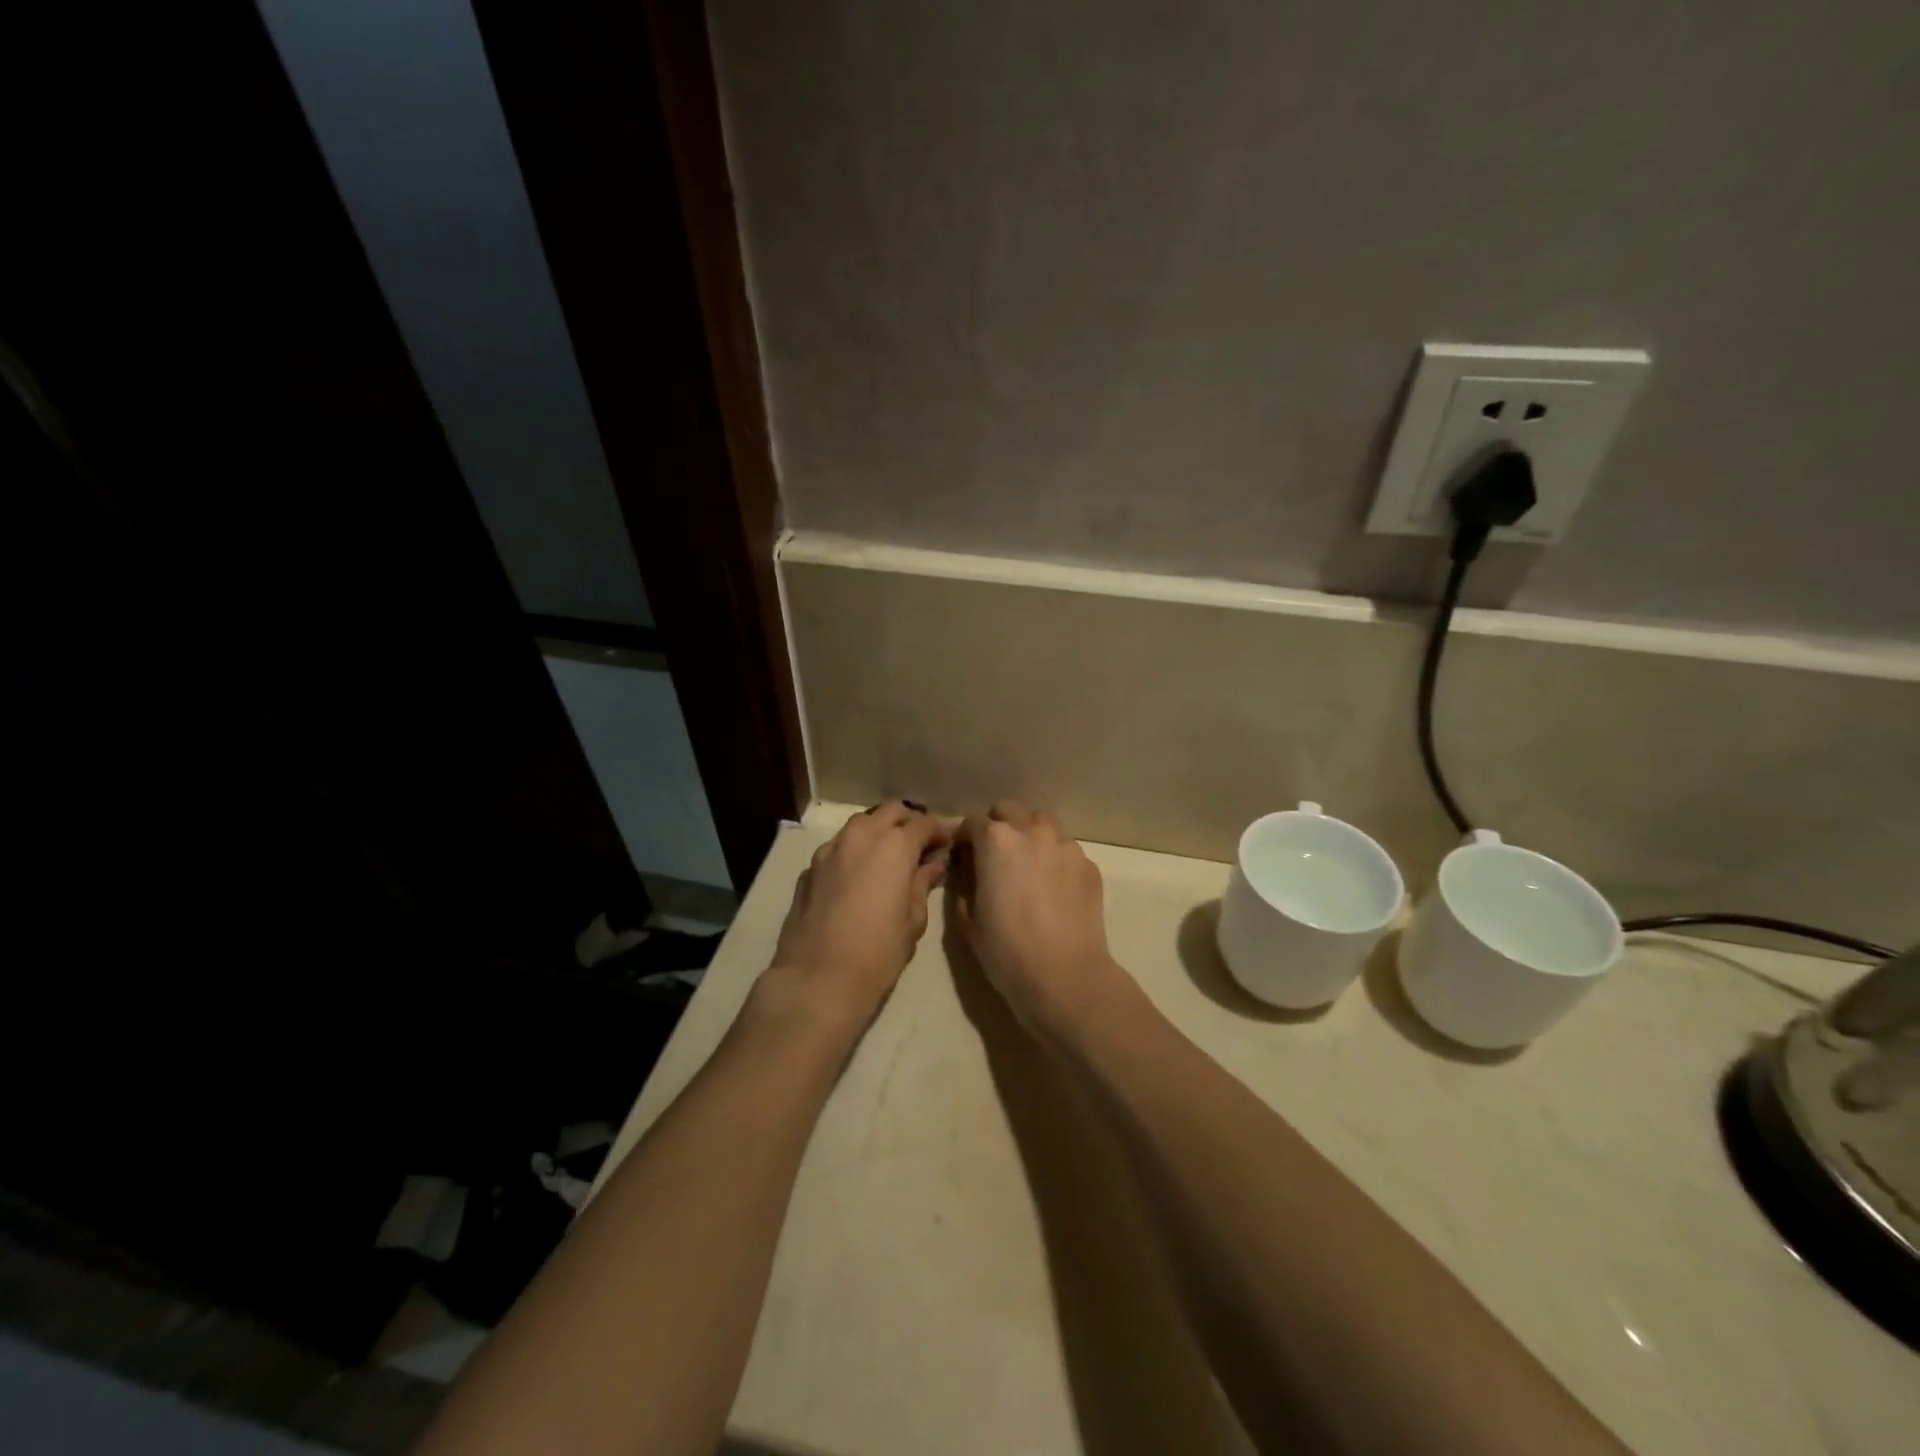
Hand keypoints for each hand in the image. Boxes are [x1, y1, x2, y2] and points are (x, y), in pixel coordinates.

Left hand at [762, 802, 953, 1037]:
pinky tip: (859, 877)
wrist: (817, 979)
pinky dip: (854, 852)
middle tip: (920, 847)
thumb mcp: (913, 920)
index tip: (946, 845)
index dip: (938, 832)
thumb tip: (932, 865)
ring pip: (860, 824)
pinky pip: (838, 847)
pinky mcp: (809, 868)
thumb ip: (922, 884)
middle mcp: (861, 836)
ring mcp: (830, 850)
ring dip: (879, 832)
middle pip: (890, 812)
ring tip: (889, 858)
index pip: (923, 823)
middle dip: (908, 823)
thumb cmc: (877, 953)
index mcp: (893, 846)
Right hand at [950, 801, 1123, 1035]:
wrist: (1065, 975)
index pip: (972, 822)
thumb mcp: (969, 919)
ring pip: (1044, 823)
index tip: (963, 855)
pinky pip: (1066, 850)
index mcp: (996, 841)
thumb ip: (965, 885)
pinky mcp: (1089, 865)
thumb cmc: (1007, 950)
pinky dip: (1056, 859)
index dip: (964, 838)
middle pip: (1010, 810)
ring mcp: (1065, 846)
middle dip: (999, 825)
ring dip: (1031, 835)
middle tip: (995, 856)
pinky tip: (1054, 889)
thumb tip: (969, 872)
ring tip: (1029, 866)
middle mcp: (1032, 832)